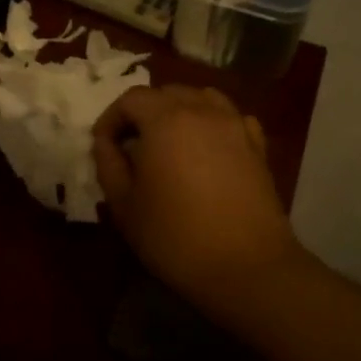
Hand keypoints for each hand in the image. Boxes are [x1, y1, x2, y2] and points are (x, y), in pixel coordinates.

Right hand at [93, 86, 301, 300]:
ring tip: (169, 141)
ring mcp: (235, 125)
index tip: (103, 146)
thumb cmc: (175, 236)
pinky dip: (213, 122)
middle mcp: (202, 110)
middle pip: (167, 93)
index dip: (111, 118)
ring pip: (201, 98)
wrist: (246, 267)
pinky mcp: (258, 146)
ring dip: (179, 111)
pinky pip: (230, 117)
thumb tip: (106, 142)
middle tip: (132, 145)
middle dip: (144, 113)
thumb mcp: (124, 204)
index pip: (131, 99)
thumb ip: (108, 164)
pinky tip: (207, 147)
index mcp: (166, 119)